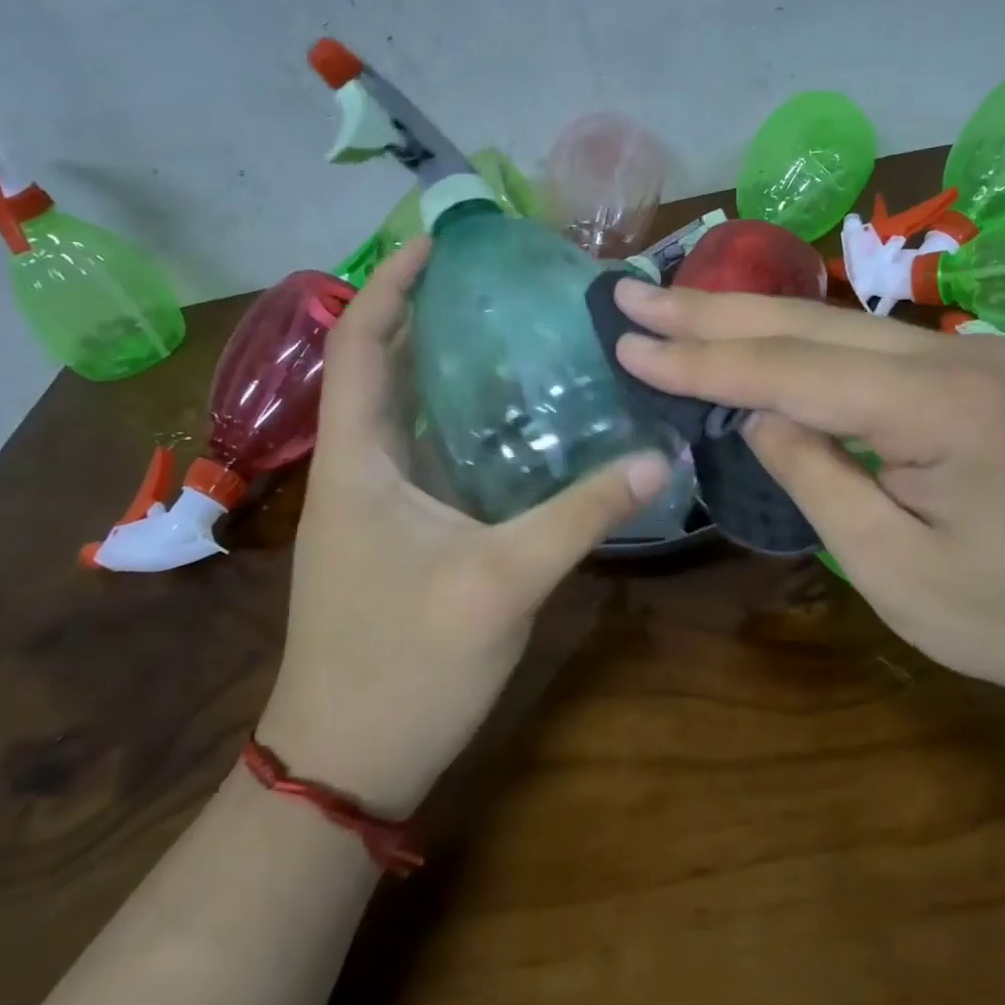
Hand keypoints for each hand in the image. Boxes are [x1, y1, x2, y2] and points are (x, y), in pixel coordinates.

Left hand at [258, 238, 670, 815]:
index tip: (439, 241)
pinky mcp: (400, 533)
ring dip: (446, 365)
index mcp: (356, 461)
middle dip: (428, 312)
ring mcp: (377, 504)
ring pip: (407, 411)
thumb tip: (658, 459)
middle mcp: (358, 469)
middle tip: (499, 281)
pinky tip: (518, 420)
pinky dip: (463, 420)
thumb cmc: (403, 666)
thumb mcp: (501, 583)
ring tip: (515, 330)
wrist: (345, 763)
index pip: (360, 345)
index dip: (390, 284)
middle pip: (383, 367)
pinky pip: (428, 453)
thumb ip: (580, 516)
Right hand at [612, 279, 1004, 696]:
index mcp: (939, 408)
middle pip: (807, 324)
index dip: (704, 361)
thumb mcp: (893, 569)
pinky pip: (861, 344)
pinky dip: (793, 338)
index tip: (630, 342)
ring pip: (832, 324)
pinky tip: (750, 331)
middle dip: (709, 312)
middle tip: (631, 293)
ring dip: (745, 317)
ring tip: (670, 306)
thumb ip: (817, 477)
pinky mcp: (964, 366)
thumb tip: (760, 413)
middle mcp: (952, 354)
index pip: (793, 371)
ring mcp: (964, 352)